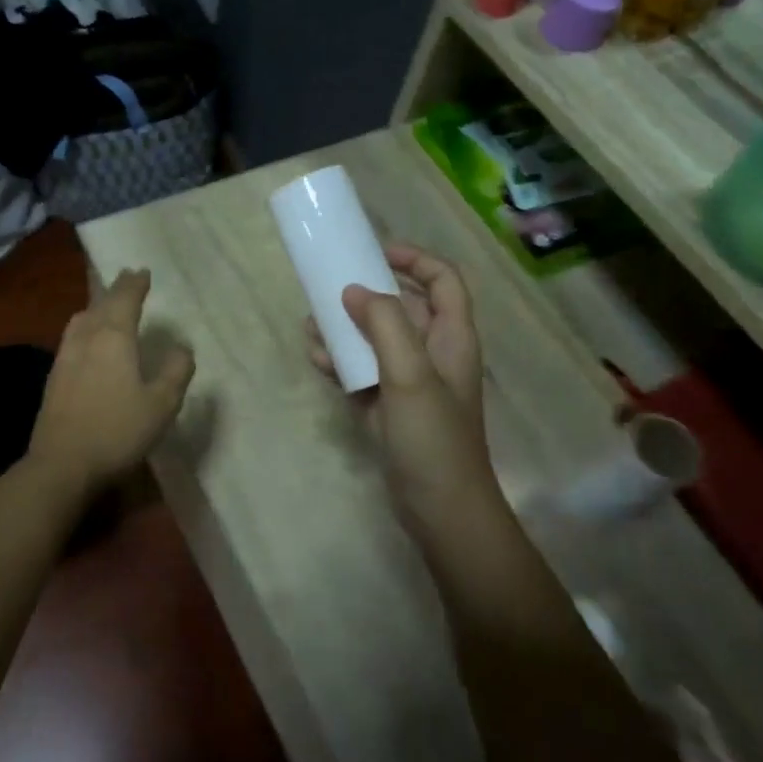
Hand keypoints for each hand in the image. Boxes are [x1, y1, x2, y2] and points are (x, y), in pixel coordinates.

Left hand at [29, 269, 194, 493]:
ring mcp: (65, 356)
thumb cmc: (117, 431)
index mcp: (114, 337)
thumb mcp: (162, 404)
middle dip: (116, 289)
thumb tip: (181, 346)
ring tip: (106, 305)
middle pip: (101, 304)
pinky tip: (87, 341)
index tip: (142, 271)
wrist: (62, 464)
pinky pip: (72, 337)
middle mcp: (87, 338)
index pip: (125, 299)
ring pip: (81, 319)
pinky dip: (85, 326)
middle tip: (128, 278)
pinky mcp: (54, 377)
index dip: (135, 284)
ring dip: (97, 306)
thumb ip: (175, 371)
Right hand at [307, 246, 503, 543]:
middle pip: (404, 308)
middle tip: (329, 288)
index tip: (375, 252)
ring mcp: (410, 383)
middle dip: (367, 294)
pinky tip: (316, 359)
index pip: (443, 281)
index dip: (415, 259)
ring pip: (377, 340)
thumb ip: (385, 325)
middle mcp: (433, 354)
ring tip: (311, 323)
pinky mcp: (389, 408)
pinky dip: (341, 362)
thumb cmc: (433, 438)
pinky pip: (363, 372)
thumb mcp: (410, 374)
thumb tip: (355, 290)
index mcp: (451, 338)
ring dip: (347, 328)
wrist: (440, 509)